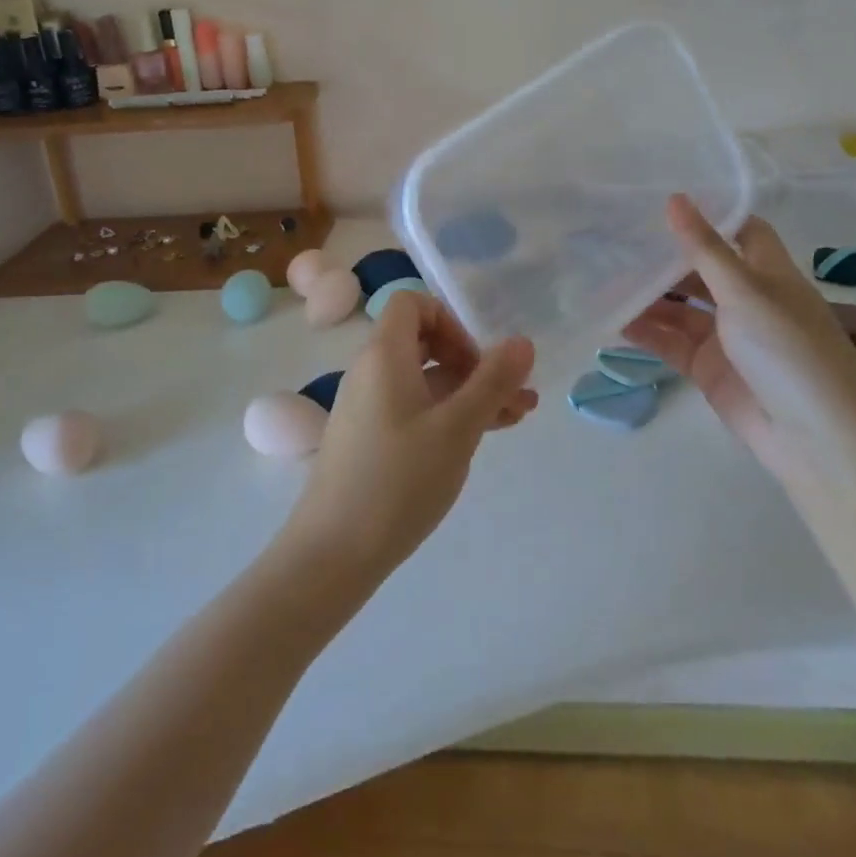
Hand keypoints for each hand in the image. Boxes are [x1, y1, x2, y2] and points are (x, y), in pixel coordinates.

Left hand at [282, 291, 537, 580]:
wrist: (333, 553)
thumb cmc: (398, 480)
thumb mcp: (457, 429)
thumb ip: (492, 382)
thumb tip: (522, 341)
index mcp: (384, 355)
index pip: (412, 303)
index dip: (450, 320)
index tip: (477, 359)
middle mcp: (372, 371)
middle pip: (424, 342)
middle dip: (472, 361)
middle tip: (511, 391)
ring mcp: (369, 406)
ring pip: (426, 381)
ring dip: (470, 391)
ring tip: (518, 416)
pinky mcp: (371, 438)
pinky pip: (415, 408)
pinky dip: (448, 414)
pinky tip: (484, 436)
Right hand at [623, 195, 855, 479]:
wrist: (815, 439)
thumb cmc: (789, 349)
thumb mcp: (745, 290)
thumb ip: (704, 248)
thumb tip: (674, 198)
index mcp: (768, 273)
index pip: (739, 231)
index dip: (708, 215)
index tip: (662, 200)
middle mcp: (747, 299)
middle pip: (699, 269)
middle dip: (663, 258)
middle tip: (614, 239)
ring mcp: (726, 336)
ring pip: (679, 307)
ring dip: (647, 296)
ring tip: (602, 279)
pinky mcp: (708, 368)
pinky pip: (670, 342)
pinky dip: (645, 332)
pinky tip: (612, 320)